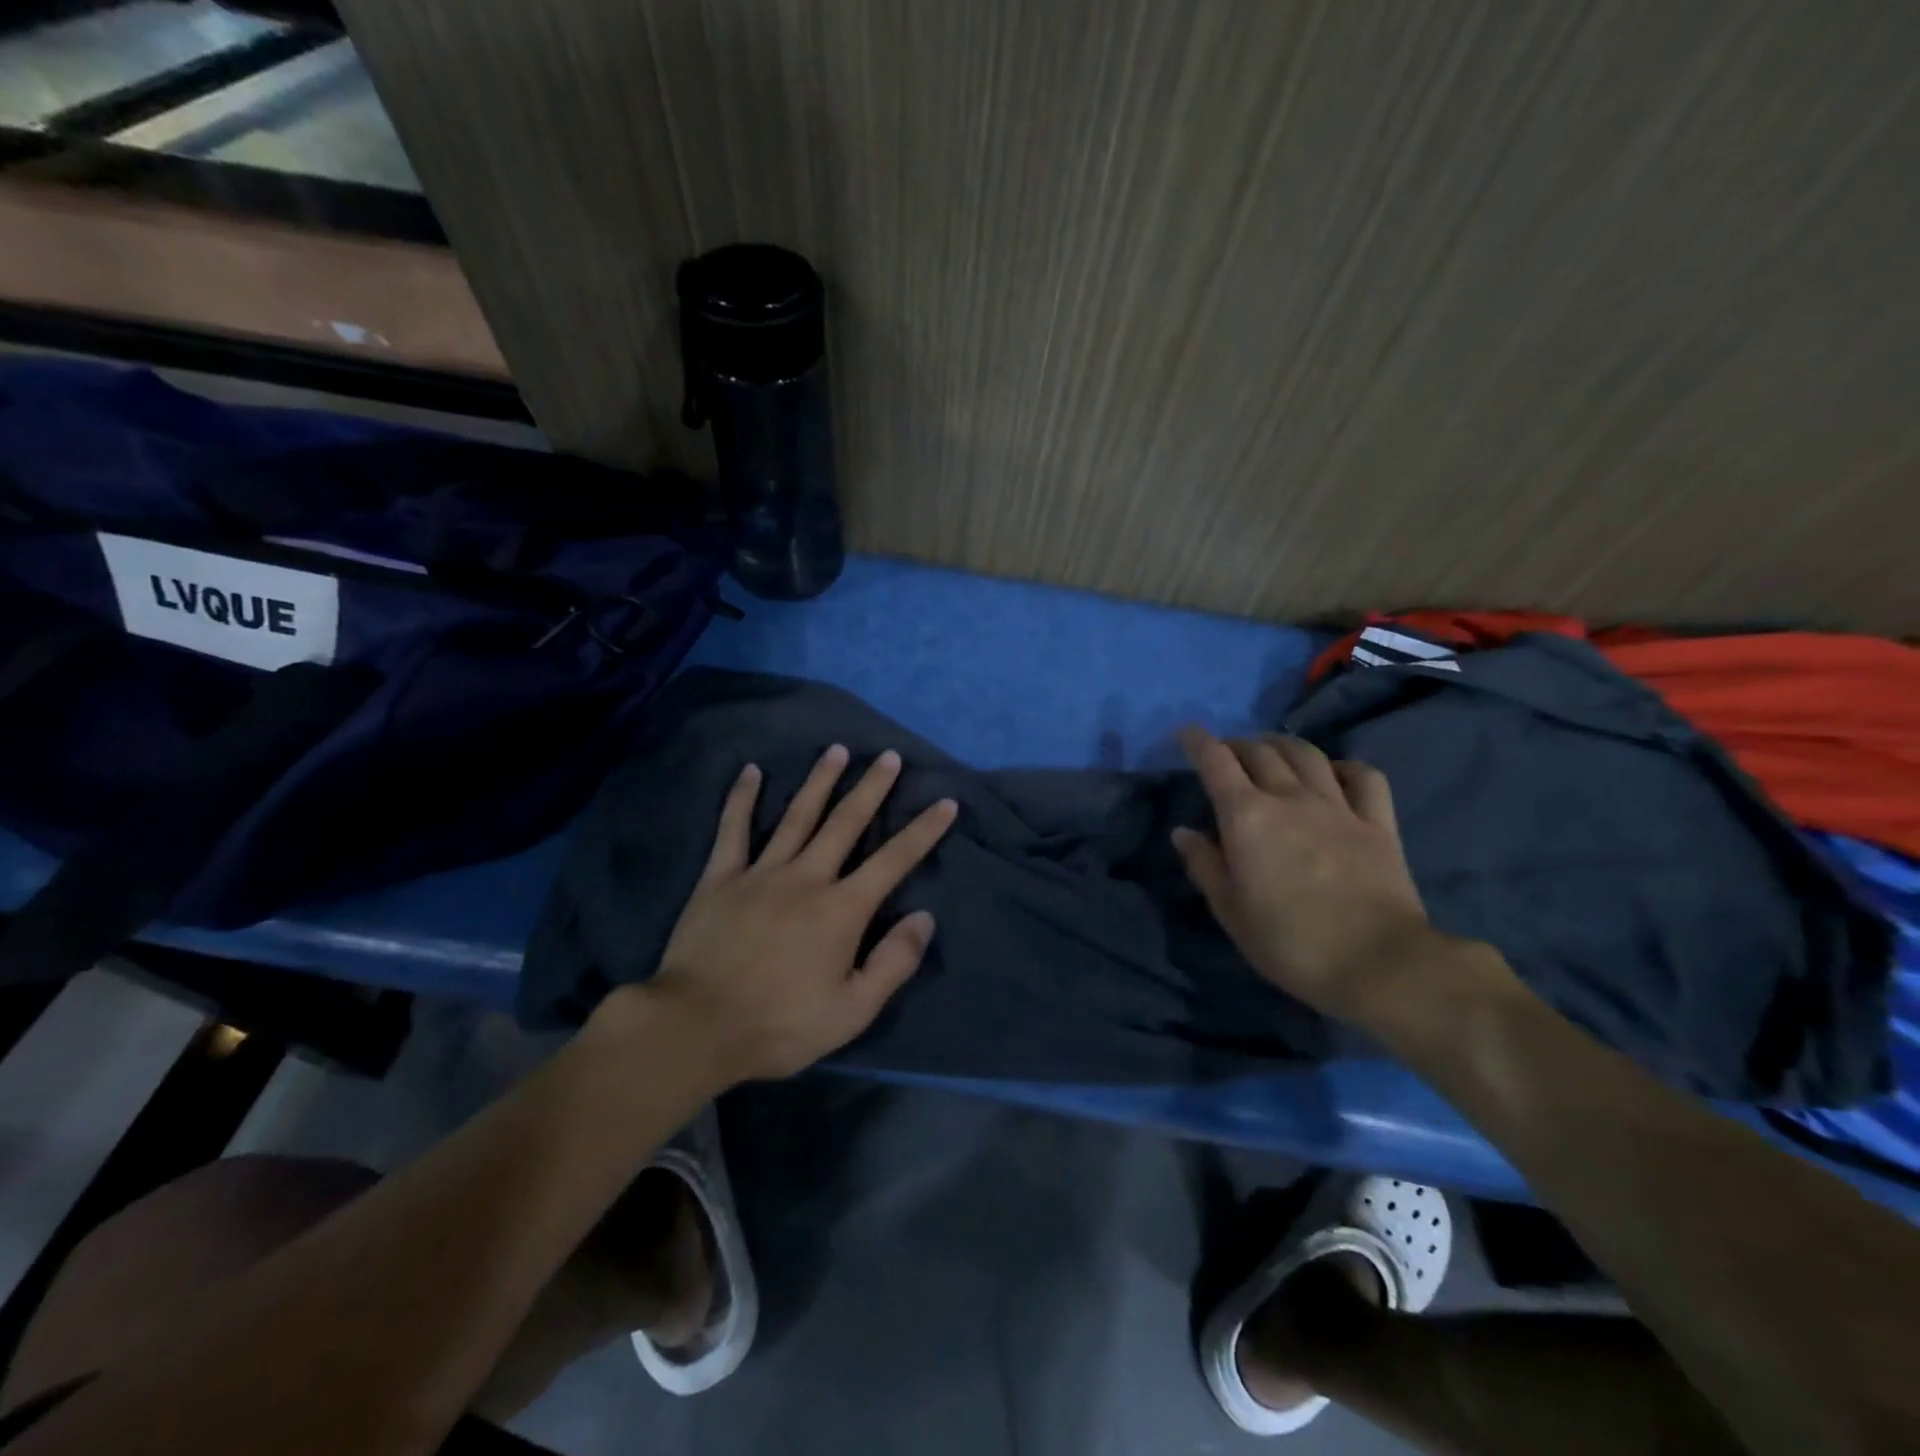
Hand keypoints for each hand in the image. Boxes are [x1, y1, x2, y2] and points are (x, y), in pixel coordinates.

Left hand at [646, 745, 957, 1082]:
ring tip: (836, 751)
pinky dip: (742, 798)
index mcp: (842, 909)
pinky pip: (733, 830)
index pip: (893, 860)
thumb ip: (893, 962)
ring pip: (797, 816)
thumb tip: (924, 917)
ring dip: (819, 781)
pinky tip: (751, 771)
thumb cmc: (781, 1023)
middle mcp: (807, 877)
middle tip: (888, 756)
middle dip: (871, 788)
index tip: (945, 802)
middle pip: (846, 822)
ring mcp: (761, 872)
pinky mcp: (720, 878)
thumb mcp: (852, 1010)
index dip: (923, 831)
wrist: (697, 1026)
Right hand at [1172, 727, 1434, 1024]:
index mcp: (1247, 816)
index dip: (1197, 741)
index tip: (1185, 733)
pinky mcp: (1378, 823)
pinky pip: (1363, 776)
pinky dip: (1343, 766)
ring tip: (1271, 751)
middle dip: (1236, 744)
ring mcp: (1338, 806)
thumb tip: (1183, 832)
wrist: (1378, 964)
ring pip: (1306, 754)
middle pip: (1259, 751)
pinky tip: (1333, 773)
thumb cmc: (1289, 943)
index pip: (1216, 762)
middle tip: (1225, 754)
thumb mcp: (1230, 911)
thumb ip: (1204, 865)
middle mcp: (1290, 798)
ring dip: (1282, 744)